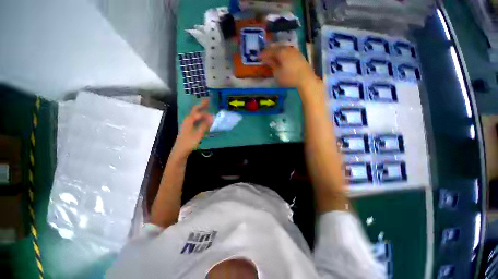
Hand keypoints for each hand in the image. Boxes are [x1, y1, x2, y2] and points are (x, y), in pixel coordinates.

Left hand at [172, 99, 213, 158]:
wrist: (179, 151)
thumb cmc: (188, 143)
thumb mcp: (198, 134)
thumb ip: (205, 125)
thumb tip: (212, 118)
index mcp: (189, 120)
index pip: (198, 113)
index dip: (206, 113)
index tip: (214, 115)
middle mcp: (187, 120)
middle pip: (195, 110)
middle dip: (201, 105)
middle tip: (208, 100)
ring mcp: (187, 124)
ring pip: (195, 115)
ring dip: (201, 110)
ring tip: (207, 107)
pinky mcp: (189, 128)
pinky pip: (195, 120)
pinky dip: (200, 117)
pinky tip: (203, 119)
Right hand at [261, 46, 317, 89]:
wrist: (305, 79)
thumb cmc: (289, 77)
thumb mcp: (277, 74)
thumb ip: (273, 65)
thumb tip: (269, 60)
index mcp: (281, 52)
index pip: (269, 51)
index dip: (263, 54)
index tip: (258, 57)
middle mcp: (288, 49)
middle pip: (277, 48)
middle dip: (270, 51)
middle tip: (265, 55)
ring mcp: (295, 51)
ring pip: (283, 49)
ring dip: (277, 52)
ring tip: (273, 56)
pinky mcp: (299, 55)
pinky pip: (288, 52)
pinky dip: (283, 54)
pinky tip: (283, 58)